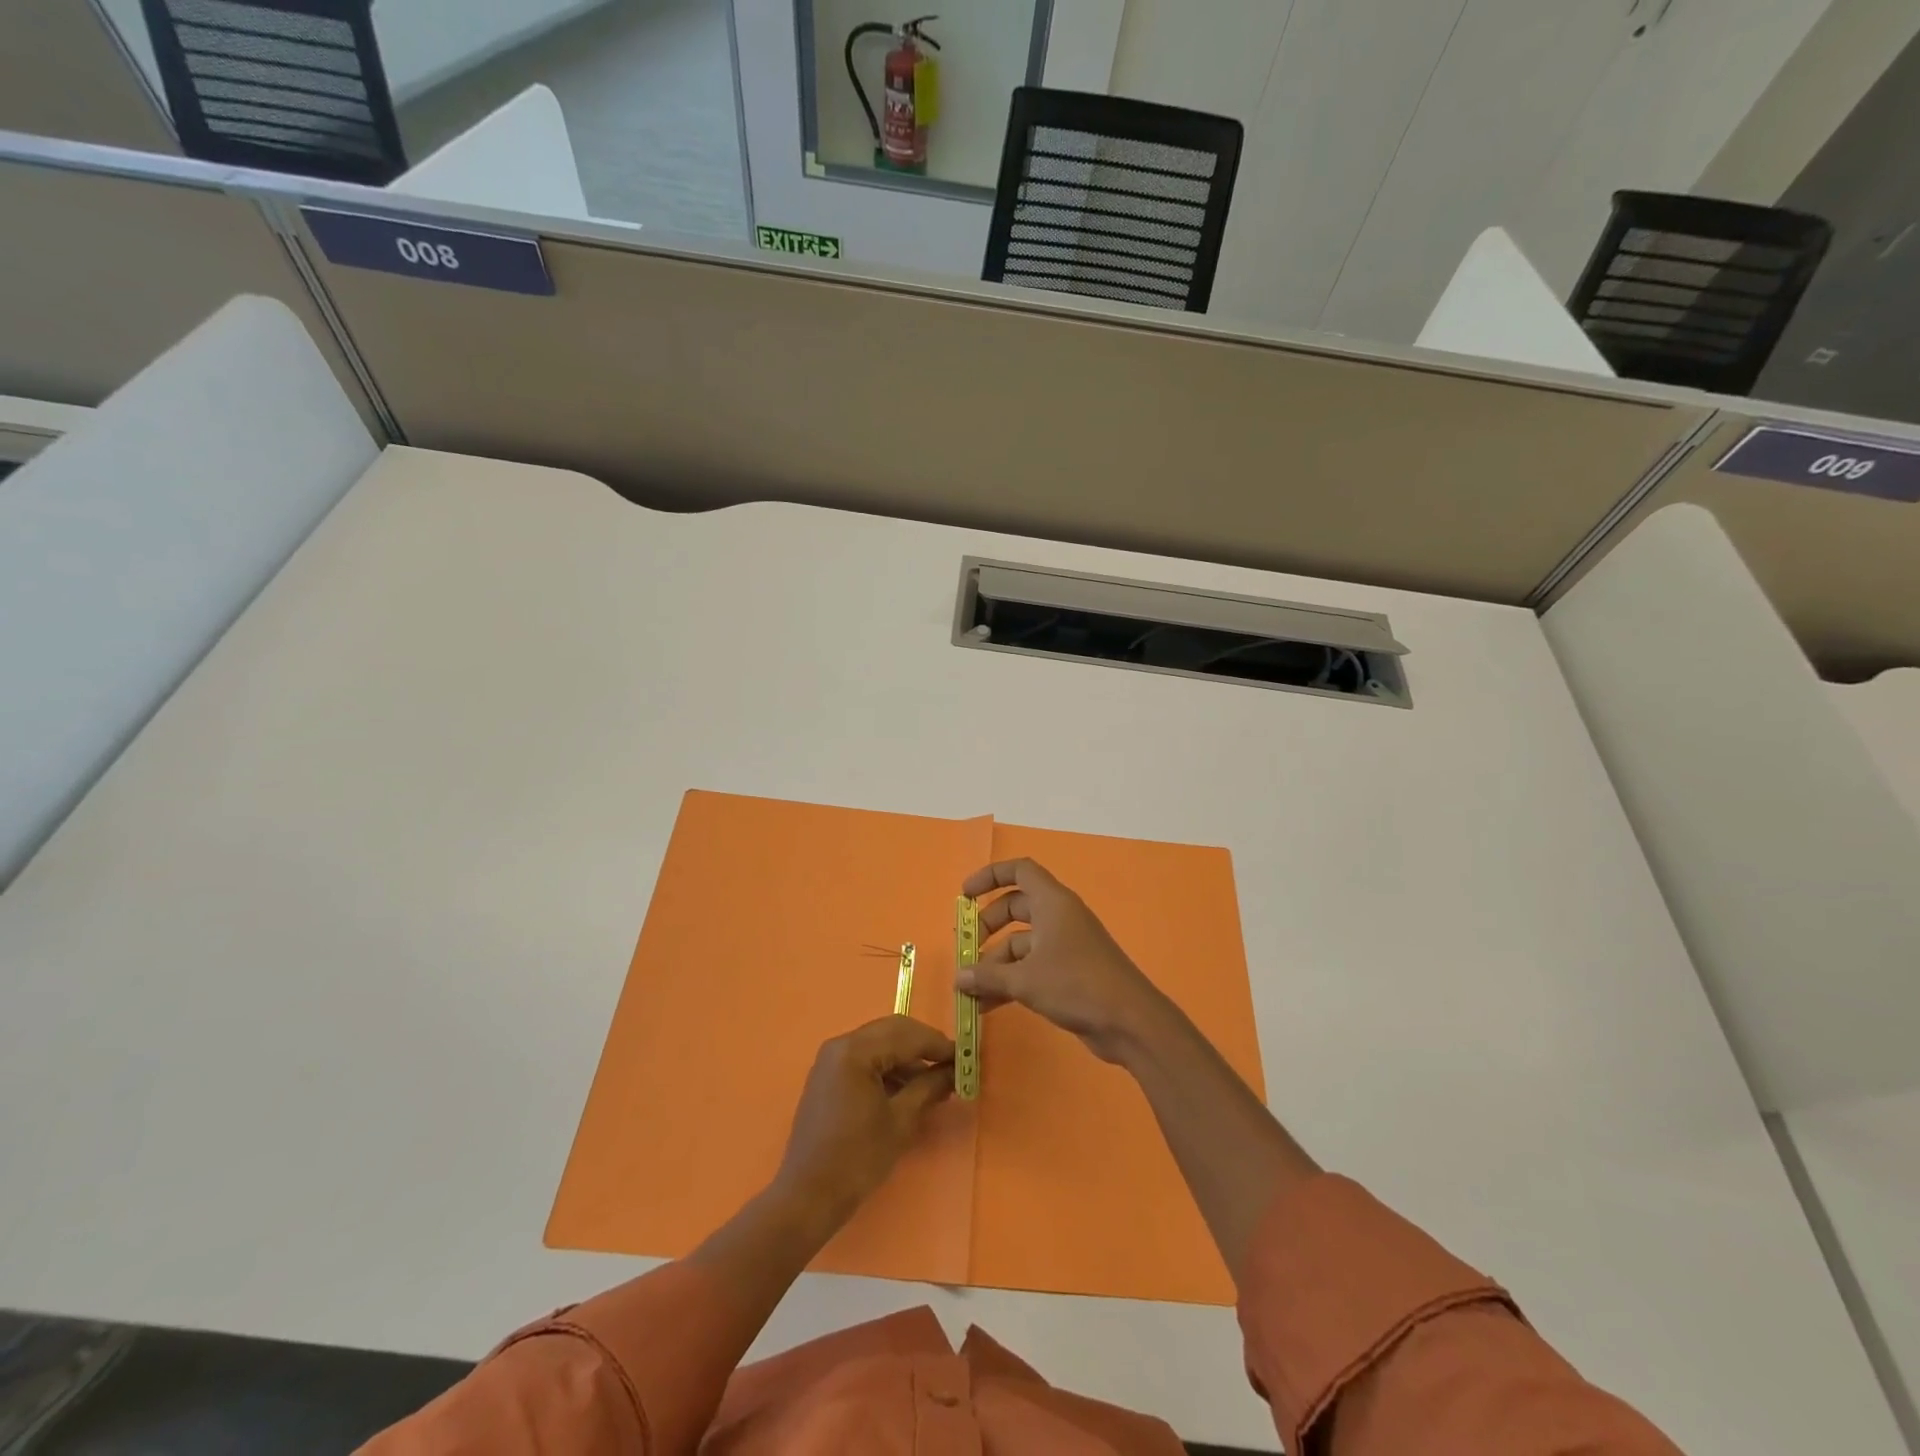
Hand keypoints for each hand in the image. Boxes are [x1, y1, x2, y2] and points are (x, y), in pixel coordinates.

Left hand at [773, 1016, 953, 1230]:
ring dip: (907, 1057)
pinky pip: (865, 1059)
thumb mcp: (900, 1121)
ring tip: (935, 1080)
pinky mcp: (828, 1076)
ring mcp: (831, 1060)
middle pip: (892, 1031)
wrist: (807, 1197)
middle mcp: (840, 1045)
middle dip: (924, 1046)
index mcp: (855, 1051)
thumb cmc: (857, 1159)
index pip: (906, 1035)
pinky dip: (888, 1067)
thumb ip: (929, 1087)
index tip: (965, 1057)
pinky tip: (908, 1088)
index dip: (938, 1045)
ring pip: (879, 1043)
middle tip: (952, 1064)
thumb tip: (954, 1070)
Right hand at [957, 859, 1169, 1063]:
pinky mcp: (1070, 972)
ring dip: (995, 963)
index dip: (990, 876)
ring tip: (969, 991)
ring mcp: (1066, 945)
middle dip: (987, 926)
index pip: (1019, 871)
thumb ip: (988, 976)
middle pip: (1015, 907)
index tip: (964, 896)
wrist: (1130, 1022)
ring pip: (1022, 942)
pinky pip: (1032, 967)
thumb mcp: (1026, 980)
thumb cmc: (1077, 984)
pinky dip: (1011, 981)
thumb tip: (958, 977)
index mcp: (1052, 902)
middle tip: (966, 950)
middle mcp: (1059, 917)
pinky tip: (987, 1006)